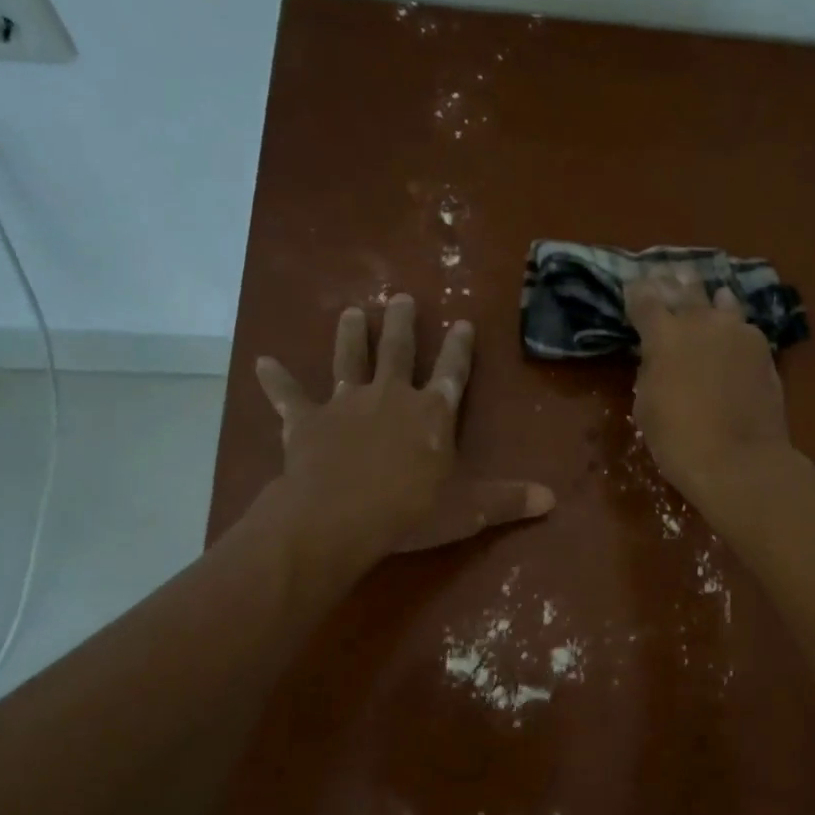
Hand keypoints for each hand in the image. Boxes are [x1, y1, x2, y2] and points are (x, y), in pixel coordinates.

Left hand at [254, 295, 554, 561]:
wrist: (340, 517)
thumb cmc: (410, 512)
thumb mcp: (468, 510)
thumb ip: (508, 501)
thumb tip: (552, 499)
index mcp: (431, 414)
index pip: (452, 372)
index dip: (459, 349)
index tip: (462, 322)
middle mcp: (391, 396)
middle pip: (398, 351)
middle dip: (401, 323)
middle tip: (400, 297)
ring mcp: (346, 404)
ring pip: (348, 359)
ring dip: (350, 336)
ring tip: (350, 311)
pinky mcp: (307, 421)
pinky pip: (288, 396)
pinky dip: (275, 381)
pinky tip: (261, 362)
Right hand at [625, 271, 798, 512]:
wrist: (739, 461)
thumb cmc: (678, 440)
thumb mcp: (646, 406)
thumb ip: (651, 370)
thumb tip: (660, 357)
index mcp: (664, 335)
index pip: (645, 298)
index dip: (637, 293)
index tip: (633, 290)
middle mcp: (701, 321)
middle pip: (686, 288)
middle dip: (674, 284)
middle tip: (669, 279)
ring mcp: (738, 331)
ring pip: (722, 301)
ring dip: (710, 300)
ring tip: (709, 301)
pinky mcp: (763, 348)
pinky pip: (743, 327)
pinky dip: (733, 327)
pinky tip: (732, 335)